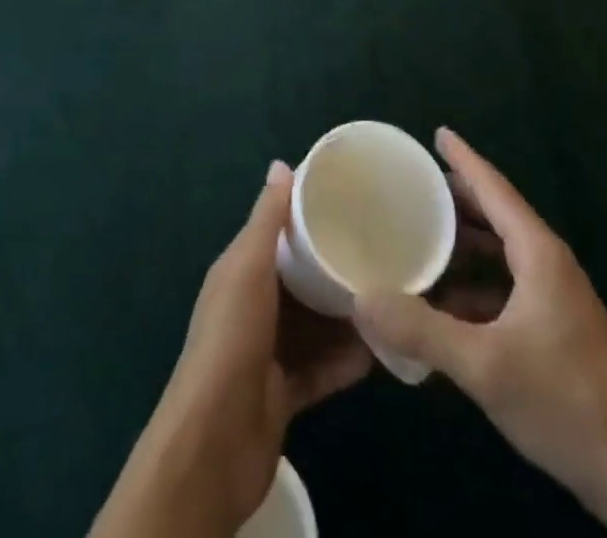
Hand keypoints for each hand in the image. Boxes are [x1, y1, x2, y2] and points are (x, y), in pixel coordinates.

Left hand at [91, 162, 371, 537]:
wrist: (215, 441)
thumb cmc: (232, 338)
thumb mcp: (247, 267)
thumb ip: (266, 220)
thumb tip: (281, 164)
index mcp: (240, 271)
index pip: (277, 234)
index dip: (308, 218)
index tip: (351, 204)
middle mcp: (254, 306)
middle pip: (301, 280)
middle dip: (335, 268)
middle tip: (383, 254)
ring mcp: (269, 352)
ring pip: (315, 325)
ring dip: (347, 316)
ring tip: (391, 298)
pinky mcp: (286, 393)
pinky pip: (323, 369)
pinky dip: (347, 360)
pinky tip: (381, 350)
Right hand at [356, 130, 606, 537]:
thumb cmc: (564, 404)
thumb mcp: (484, 367)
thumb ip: (421, 331)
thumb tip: (362, 298)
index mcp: (538, 254)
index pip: (494, 188)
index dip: (464, 159)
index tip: (437, 132)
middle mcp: (549, 265)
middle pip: (496, 215)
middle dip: (456, 200)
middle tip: (412, 188)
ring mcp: (556, 298)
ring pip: (501, 253)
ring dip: (463, 244)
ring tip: (419, 238)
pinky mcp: (556, 329)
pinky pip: (506, 286)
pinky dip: (474, 283)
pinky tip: (445, 302)